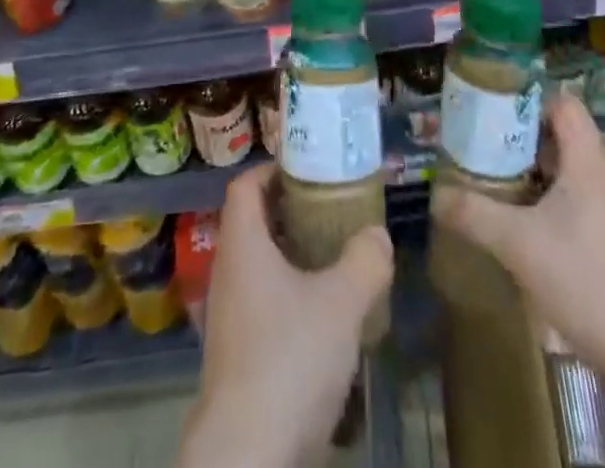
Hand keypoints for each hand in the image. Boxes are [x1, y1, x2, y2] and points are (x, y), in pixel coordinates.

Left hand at [178, 163, 393, 467]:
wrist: (247, 455)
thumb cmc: (289, 357)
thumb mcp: (341, 302)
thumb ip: (365, 260)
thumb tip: (377, 234)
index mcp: (241, 244)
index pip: (245, 185)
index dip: (272, 169)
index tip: (307, 166)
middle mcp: (226, 272)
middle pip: (252, 223)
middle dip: (289, 212)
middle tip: (330, 208)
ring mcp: (226, 317)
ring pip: (257, 267)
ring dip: (290, 257)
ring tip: (333, 259)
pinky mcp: (234, 356)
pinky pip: (260, 305)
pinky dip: (287, 297)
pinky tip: (322, 317)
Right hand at [429, 92, 604, 415]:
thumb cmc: (589, 282)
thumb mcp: (518, 244)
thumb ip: (473, 213)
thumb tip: (435, 194)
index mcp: (587, 160)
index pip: (562, 102)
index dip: (527, 97)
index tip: (491, 107)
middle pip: (563, 138)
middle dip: (522, 140)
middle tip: (483, 148)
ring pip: (572, 176)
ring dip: (537, 176)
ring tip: (498, 187)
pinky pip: (583, 209)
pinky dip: (554, 208)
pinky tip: (530, 235)